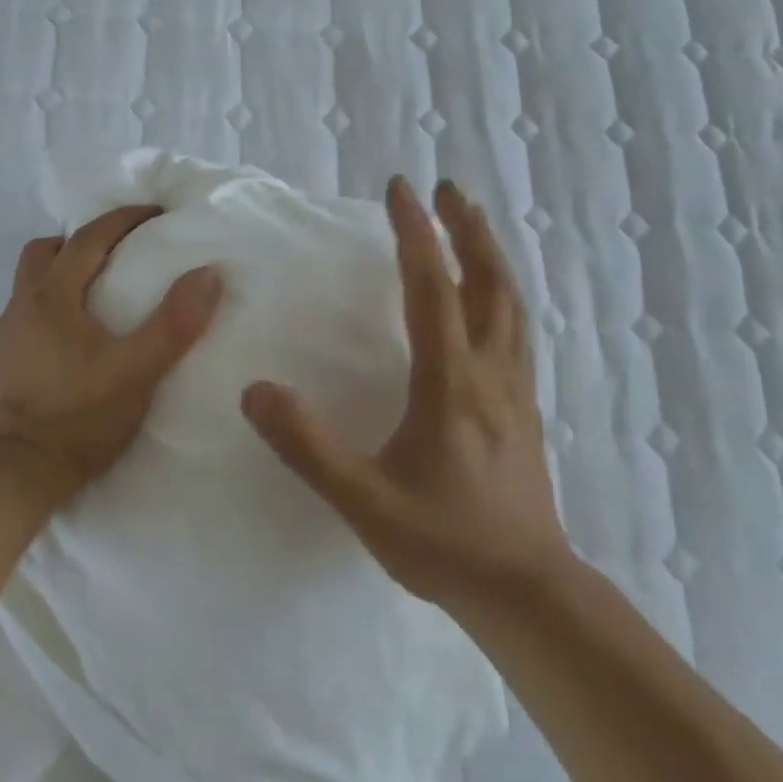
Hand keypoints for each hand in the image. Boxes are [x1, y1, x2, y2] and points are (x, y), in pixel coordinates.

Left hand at [0, 206, 223, 506]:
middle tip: (111, 257)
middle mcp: (18, 308)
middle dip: (76, 244)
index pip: (88, 239)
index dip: (122, 219)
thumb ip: (175, 323)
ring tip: (88, 310)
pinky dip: (40, 324)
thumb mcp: (138, 371)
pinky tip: (58, 355)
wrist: (13, 476)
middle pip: (42, 253)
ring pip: (25, 291)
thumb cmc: (79, 417)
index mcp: (52, 297)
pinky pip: (16, 328)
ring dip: (55, 284)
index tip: (152, 213)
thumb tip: (208, 273)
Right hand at [242, 176, 568, 607]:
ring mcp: (514, 388)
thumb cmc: (443, 543)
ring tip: (473, 222)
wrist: (527, 593)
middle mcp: (489, 371)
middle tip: (447, 188)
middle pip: (488, 281)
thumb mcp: (362, 500)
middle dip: (466, 228)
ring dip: (491, 254)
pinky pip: (518, 330)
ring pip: (512, 303)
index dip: (415, 233)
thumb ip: (307, 446)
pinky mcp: (524, 407)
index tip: (400, 189)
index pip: (432, 288)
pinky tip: (494, 296)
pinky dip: (504, 293)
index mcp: (450, 382)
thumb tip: (256, 391)